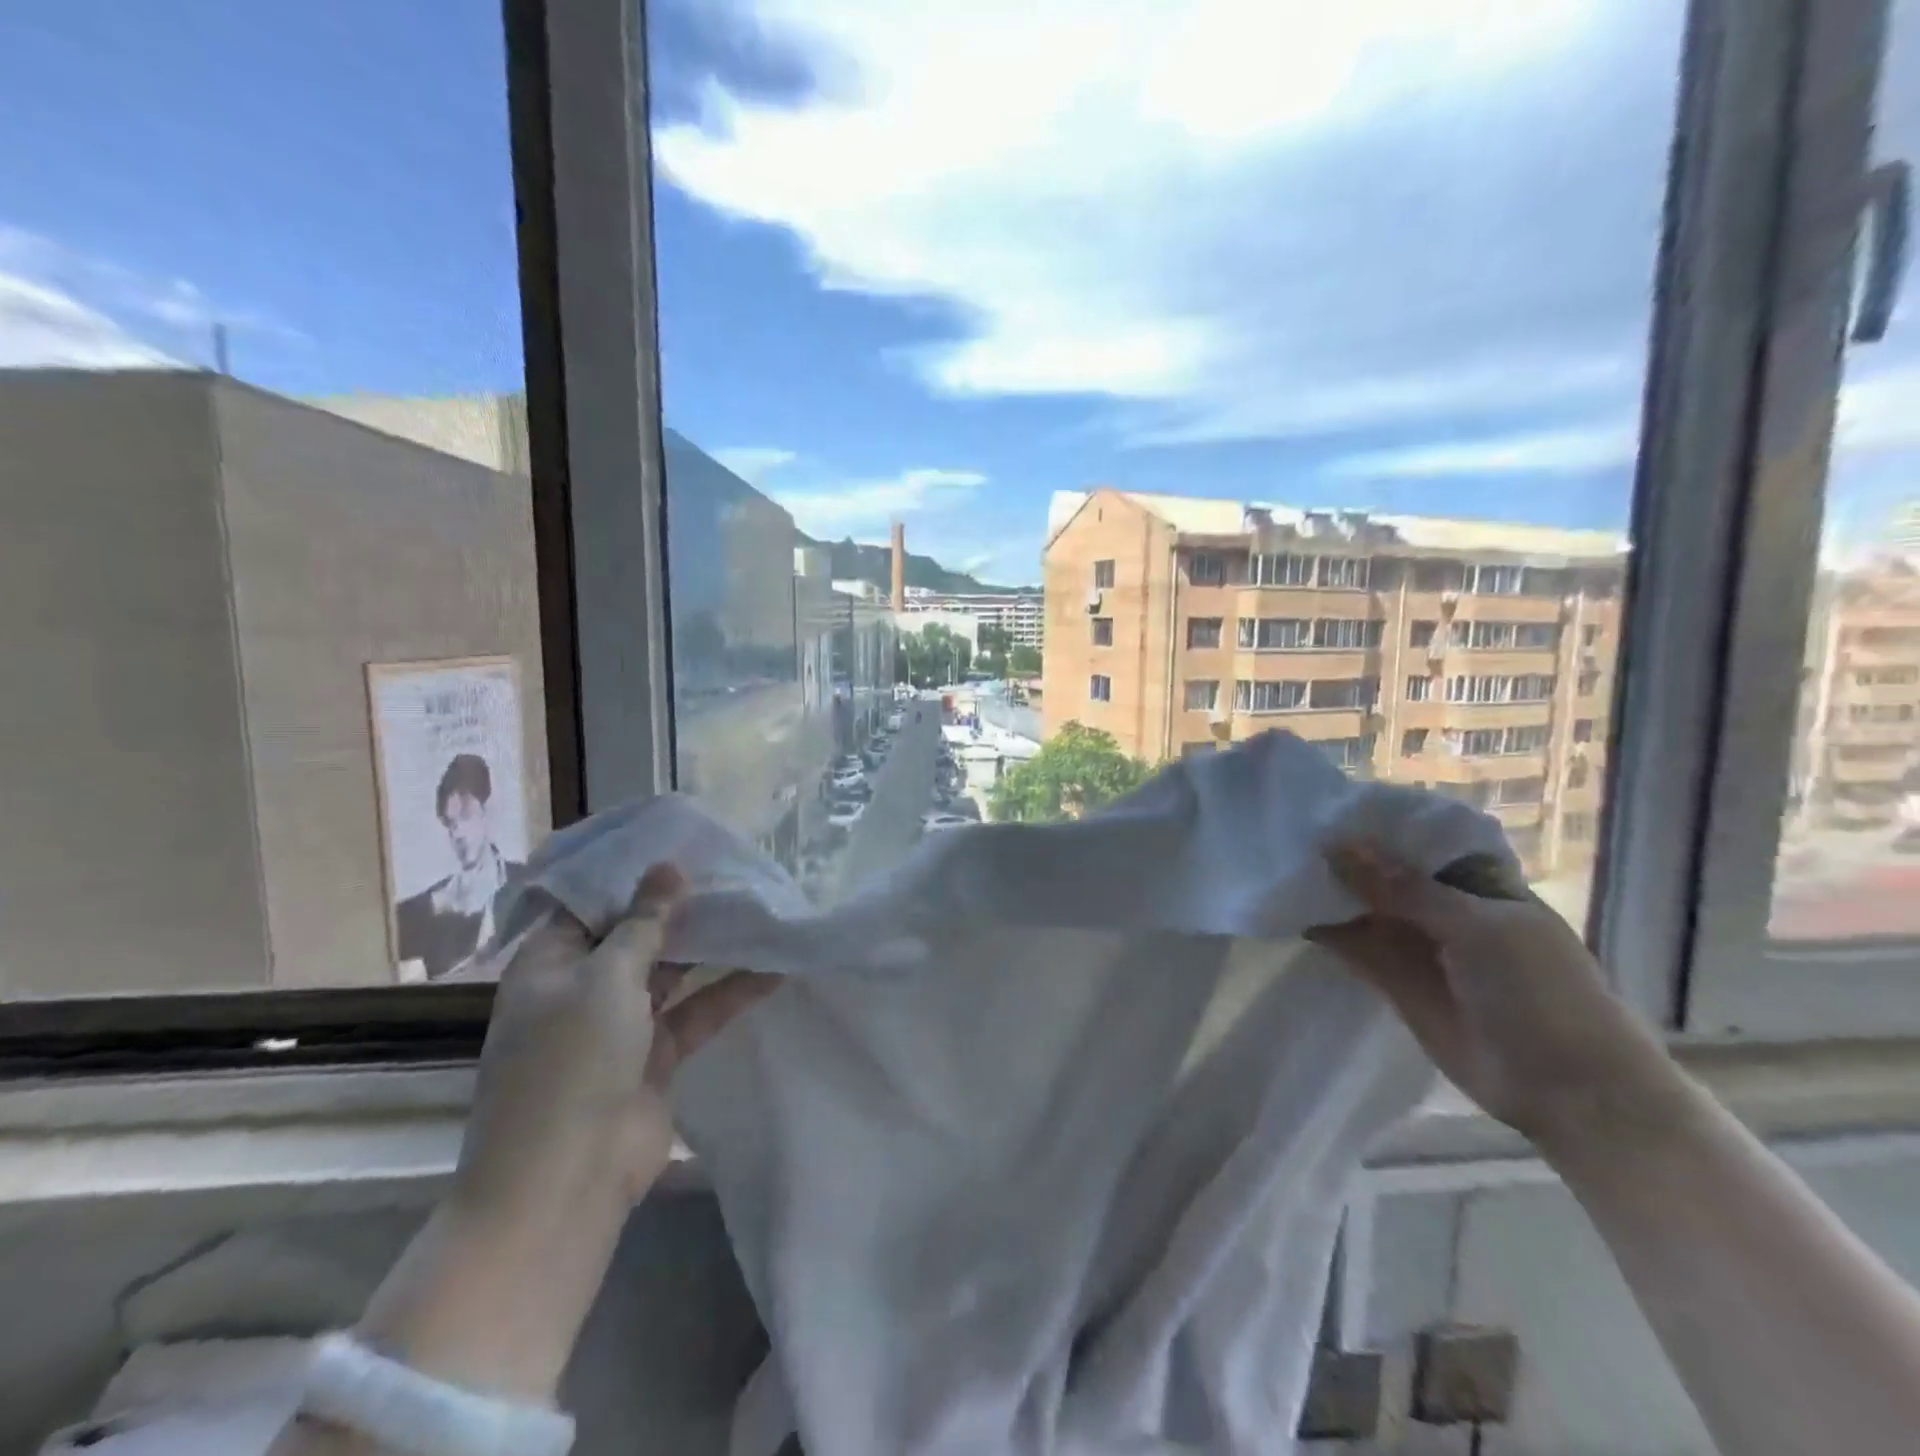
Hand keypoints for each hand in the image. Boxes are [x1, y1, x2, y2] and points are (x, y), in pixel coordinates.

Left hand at [453, 861, 780, 1220]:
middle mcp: (583, 988)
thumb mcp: (605, 979)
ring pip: (673, 971)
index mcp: (550, 963)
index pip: (593, 903)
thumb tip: (668, 867)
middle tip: (734, 871)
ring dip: (711, 947)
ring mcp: (622, 1024)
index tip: (685, 845)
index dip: (635, 875)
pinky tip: (774, 969)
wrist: (566, 1182)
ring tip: (759, 909)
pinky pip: (698, 1011)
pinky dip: (731, 992)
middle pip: (637, 935)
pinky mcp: (658, 1056)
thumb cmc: (570, 1063)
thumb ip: (644, 922)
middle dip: (682, 908)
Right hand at [1306, 842, 1676, 1145]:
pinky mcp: (1395, 982)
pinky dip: (1325, 930)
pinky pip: (1354, 947)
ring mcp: (1418, 946)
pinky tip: (1289, 910)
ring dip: (1329, 892)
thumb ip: (1403, 887)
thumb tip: (1337, 846)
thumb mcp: (1477, 926)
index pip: (1419, 842)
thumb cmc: (1538, 992)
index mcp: (1478, 883)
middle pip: (1385, 874)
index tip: (1324, 806)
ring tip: (1278, 867)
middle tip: (1286, 832)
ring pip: (1364, 909)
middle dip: (1343, 857)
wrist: (1566, 1090)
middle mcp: (1445, 908)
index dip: (1376, 826)